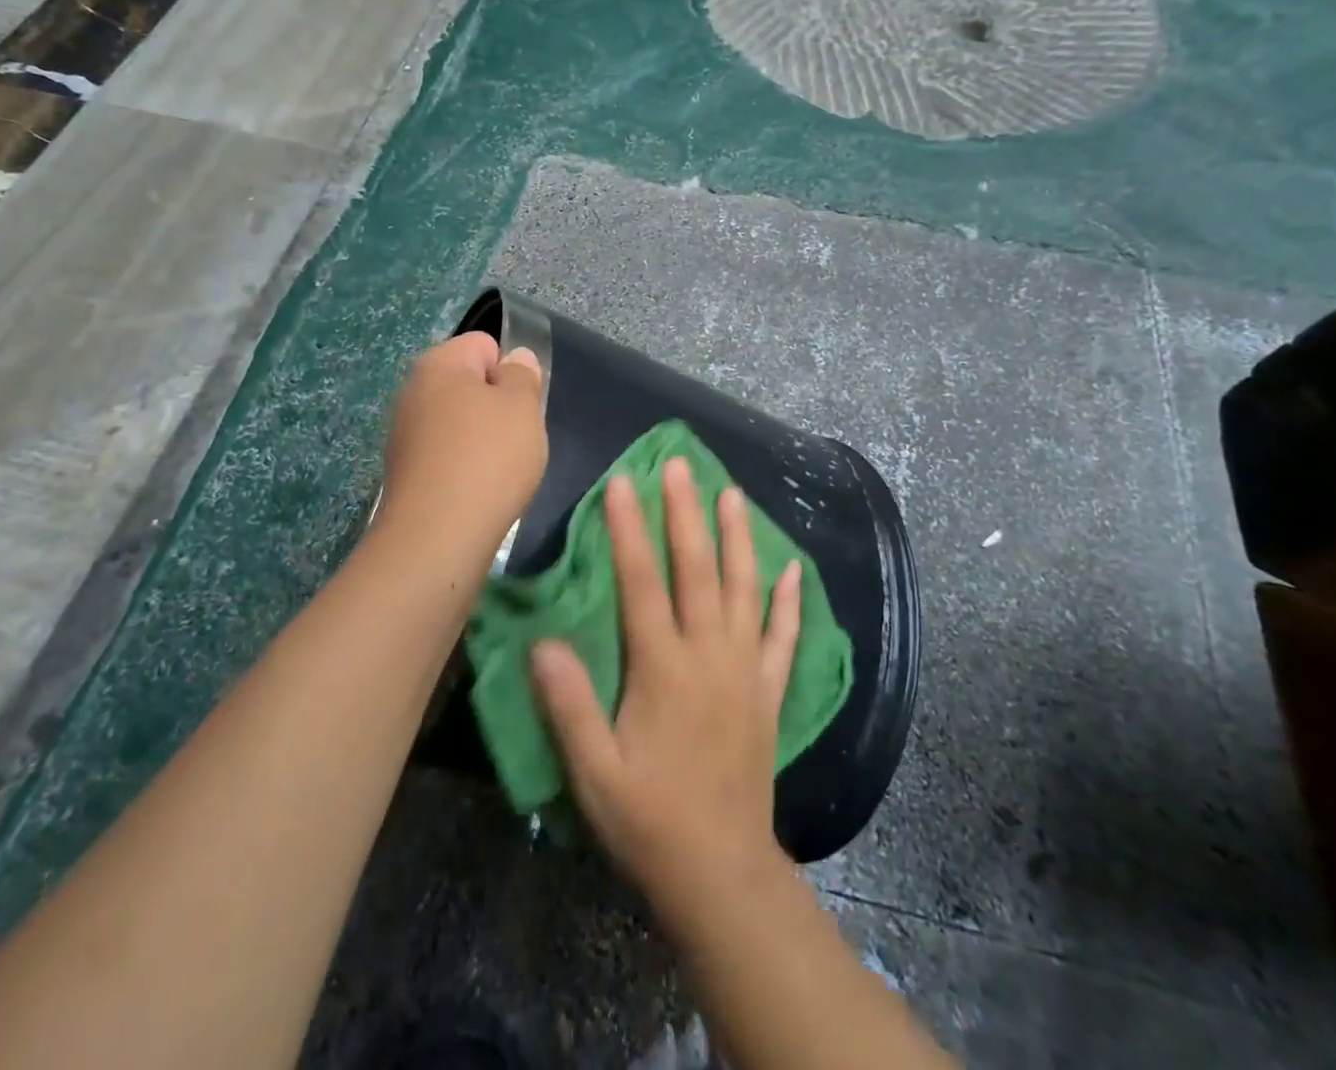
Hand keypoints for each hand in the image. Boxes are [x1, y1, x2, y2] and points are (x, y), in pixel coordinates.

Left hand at [375, 332, 546, 571]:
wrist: (436, 536)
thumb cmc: (488, 458)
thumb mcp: (522, 407)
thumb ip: (522, 376)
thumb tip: (514, 359)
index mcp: (439, 363)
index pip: (484, 344)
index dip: (510, 371)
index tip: (521, 406)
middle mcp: (413, 389)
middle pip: (468, 384)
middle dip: (496, 405)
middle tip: (515, 437)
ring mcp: (404, 431)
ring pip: (458, 421)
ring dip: (481, 438)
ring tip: (498, 469)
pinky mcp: (404, 470)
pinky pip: (445, 453)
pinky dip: (463, 465)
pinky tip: (476, 490)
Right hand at [530, 457, 802, 902]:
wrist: (721, 871)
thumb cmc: (648, 819)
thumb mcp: (594, 771)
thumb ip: (569, 703)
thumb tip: (543, 641)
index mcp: (663, 668)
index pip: (643, 582)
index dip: (630, 530)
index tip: (622, 483)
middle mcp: (708, 655)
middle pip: (696, 569)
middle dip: (685, 512)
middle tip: (679, 464)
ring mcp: (745, 669)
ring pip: (743, 589)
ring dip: (738, 538)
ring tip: (733, 493)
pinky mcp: (768, 692)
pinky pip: (783, 637)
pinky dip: (789, 602)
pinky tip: (793, 570)